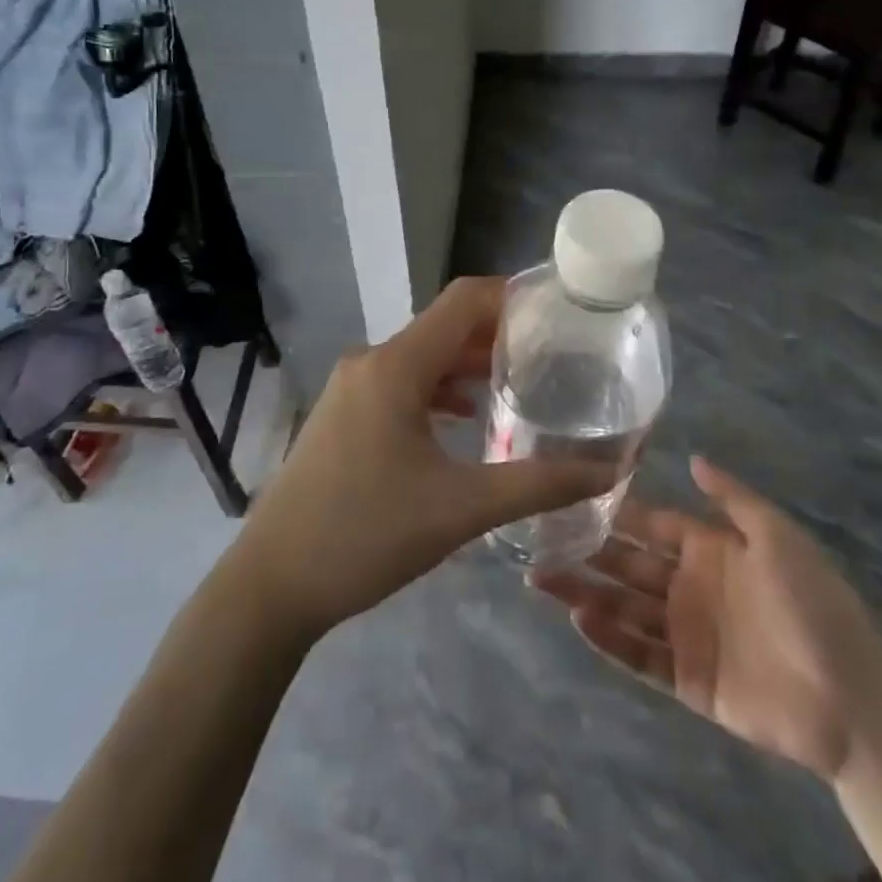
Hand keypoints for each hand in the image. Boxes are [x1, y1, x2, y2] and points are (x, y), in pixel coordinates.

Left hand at [234, 277, 619, 640]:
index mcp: (396, 366)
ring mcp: (352, 387)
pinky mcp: (343, 414)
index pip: (464, 300)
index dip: (514, 296)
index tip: (560, 312)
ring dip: (470, 364)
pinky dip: (440, 389)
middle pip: (446, 326)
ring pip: (424, 356)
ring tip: (523, 383)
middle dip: (500, 334)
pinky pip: (403, 383)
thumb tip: (610, 471)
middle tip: (556, 354)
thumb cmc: (365, 536)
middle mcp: (372, 362)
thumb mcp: (461, 510)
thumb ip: (539, 485)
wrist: (271, 584)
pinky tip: (467, 418)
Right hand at [533, 456, 881, 780]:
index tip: (572, 496)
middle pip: (628, 565)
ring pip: (623, 608)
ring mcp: (685, 634)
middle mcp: (690, 587)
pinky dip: (608, 638)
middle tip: (539, 540)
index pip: (652, 524)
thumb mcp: (778, 536)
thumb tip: (693, 458)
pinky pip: (639, 655)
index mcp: (710, 549)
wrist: (850, 696)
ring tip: (541, 579)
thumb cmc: (813, 603)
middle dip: (587, 551)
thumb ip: (732, 498)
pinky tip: (578, 619)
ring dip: (585, 593)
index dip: (616, 512)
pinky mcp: (686, 679)